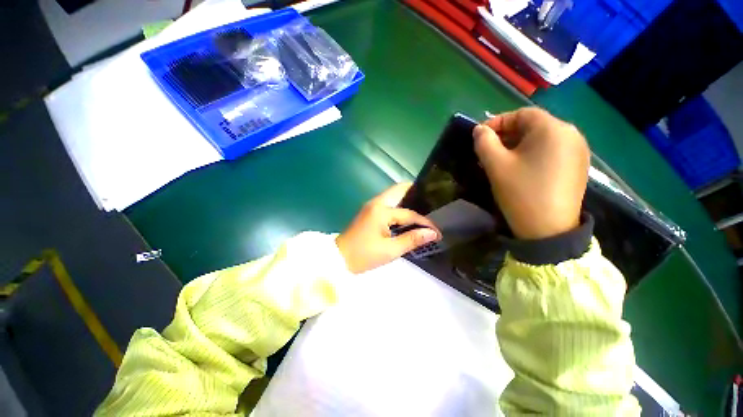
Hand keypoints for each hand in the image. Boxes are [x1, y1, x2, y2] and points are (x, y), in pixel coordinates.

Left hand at [336, 183, 440, 273]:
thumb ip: (412, 239)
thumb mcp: (390, 250)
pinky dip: (400, 207)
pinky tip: (408, 217)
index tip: (437, 232)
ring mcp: (372, 205)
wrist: (339, 258)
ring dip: (408, 200)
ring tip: (424, 211)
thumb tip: (432, 233)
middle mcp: (377, 202)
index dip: (425, 223)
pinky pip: (389, 203)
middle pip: (399, 190)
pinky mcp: (370, 211)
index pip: (409, 214)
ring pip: (394, 195)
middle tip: (431, 205)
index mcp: (381, 210)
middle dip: (416, 194)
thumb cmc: (364, 255)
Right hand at [473, 107, 589, 239]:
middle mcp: (571, 134)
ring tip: (501, 160)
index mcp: (552, 129)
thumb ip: (484, 142)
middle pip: (533, 125)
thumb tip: (480, 130)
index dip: (497, 121)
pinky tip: (520, 168)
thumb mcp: (496, 165)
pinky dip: (532, 154)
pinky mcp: (577, 166)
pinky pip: (551, 151)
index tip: (480, 136)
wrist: (549, 229)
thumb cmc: (521, 192)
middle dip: (507, 135)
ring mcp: (577, 151)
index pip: (521, 114)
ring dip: (518, 145)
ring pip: (542, 139)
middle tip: (488, 150)